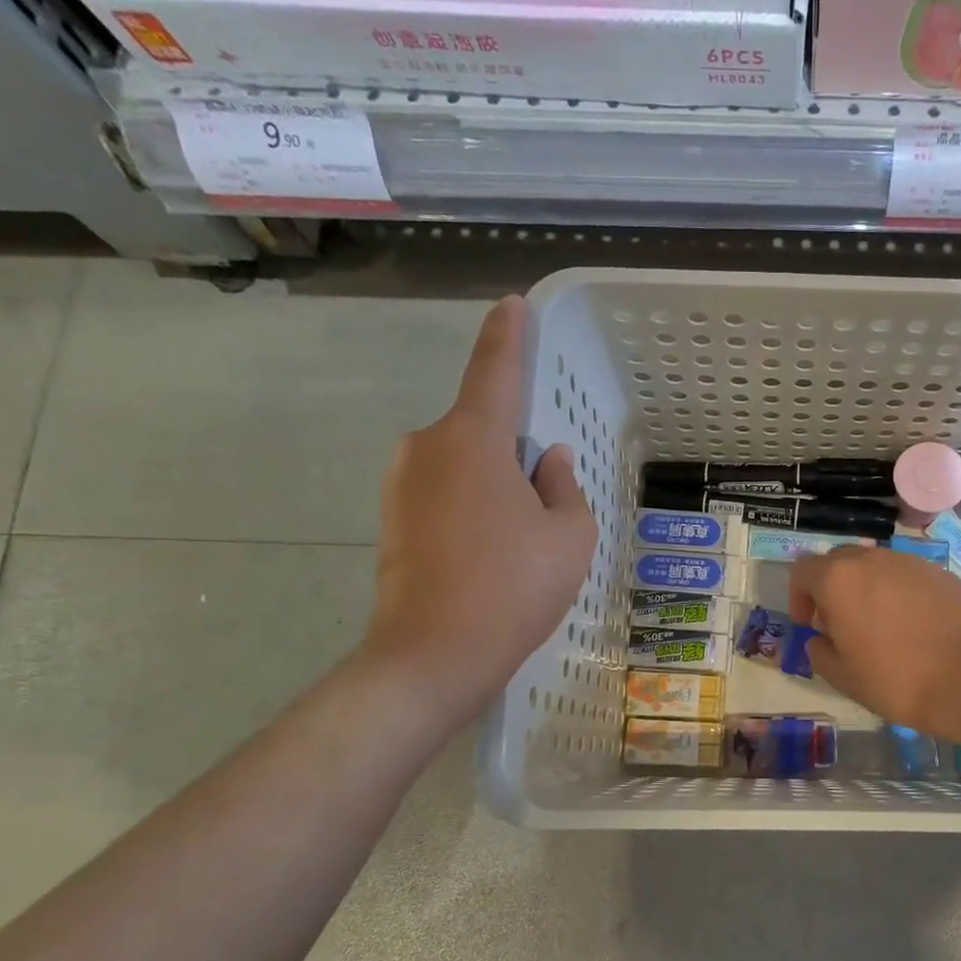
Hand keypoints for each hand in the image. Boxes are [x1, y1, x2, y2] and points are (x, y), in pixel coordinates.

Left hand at [365, 296, 595, 722]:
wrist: (434, 656)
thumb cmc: (514, 586)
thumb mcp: (569, 535)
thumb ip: (564, 487)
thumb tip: (549, 461)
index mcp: (473, 439)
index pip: (495, 370)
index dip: (508, 336)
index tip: (510, 305)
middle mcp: (426, 448)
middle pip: (482, 431)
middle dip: (514, 454)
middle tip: (544, 506)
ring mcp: (401, 486)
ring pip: (463, 468)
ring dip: (494, 488)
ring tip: (519, 544)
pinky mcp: (391, 522)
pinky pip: (444, 497)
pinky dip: (471, 512)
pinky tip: (490, 559)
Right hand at [789, 545, 960, 741]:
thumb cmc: (893, 680)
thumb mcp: (840, 675)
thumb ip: (818, 650)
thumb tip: (820, 638)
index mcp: (839, 580)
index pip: (803, 570)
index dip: (799, 596)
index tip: (808, 623)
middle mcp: (872, 560)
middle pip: (839, 561)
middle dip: (831, 587)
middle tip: (840, 622)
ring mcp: (910, 562)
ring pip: (875, 565)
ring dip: (866, 587)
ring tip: (878, 623)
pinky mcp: (940, 573)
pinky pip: (907, 576)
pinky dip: (899, 592)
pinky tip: (912, 624)